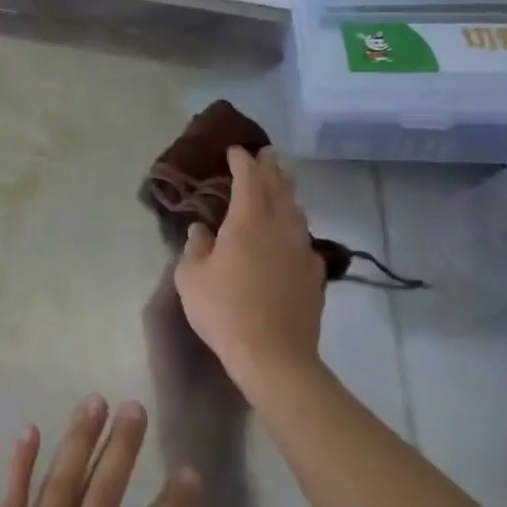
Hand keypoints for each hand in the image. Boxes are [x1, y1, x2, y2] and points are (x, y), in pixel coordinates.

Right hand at [174, 146, 326, 391]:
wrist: (275, 356)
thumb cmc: (224, 310)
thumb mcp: (191, 277)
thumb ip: (195, 247)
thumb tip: (201, 230)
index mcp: (248, 220)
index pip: (249, 178)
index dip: (242, 160)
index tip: (235, 150)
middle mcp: (280, 227)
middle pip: (279, 186)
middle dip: (271, 167)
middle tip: (267, 153)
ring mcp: (302, 250)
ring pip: (296, 210)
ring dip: (287, 192)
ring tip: (281, 185)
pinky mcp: (315, 275)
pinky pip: (304, 239)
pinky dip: (295, 226)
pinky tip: (291, 235)